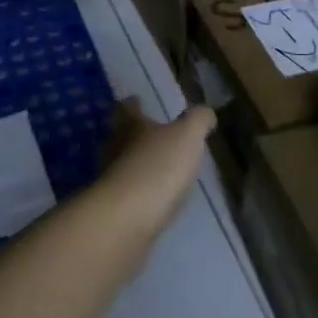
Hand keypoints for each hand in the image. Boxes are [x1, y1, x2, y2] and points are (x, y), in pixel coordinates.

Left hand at [100, 99, 215, 233]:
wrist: (128, 218)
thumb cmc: (158, 166)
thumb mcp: (187, 136)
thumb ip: (198, 120)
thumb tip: (205, 112)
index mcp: (130, 126)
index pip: (127, 108)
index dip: (133, 104)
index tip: (137, 100)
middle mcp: (115, 148)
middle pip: (119, 136)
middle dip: (133, 134)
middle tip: (151, 135)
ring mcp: (111, 178)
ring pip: (122, 163)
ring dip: (136, 163)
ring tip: (157, 168)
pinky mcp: (114, 207)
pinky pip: (127, 192)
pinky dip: (139, 191)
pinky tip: (154, 197)